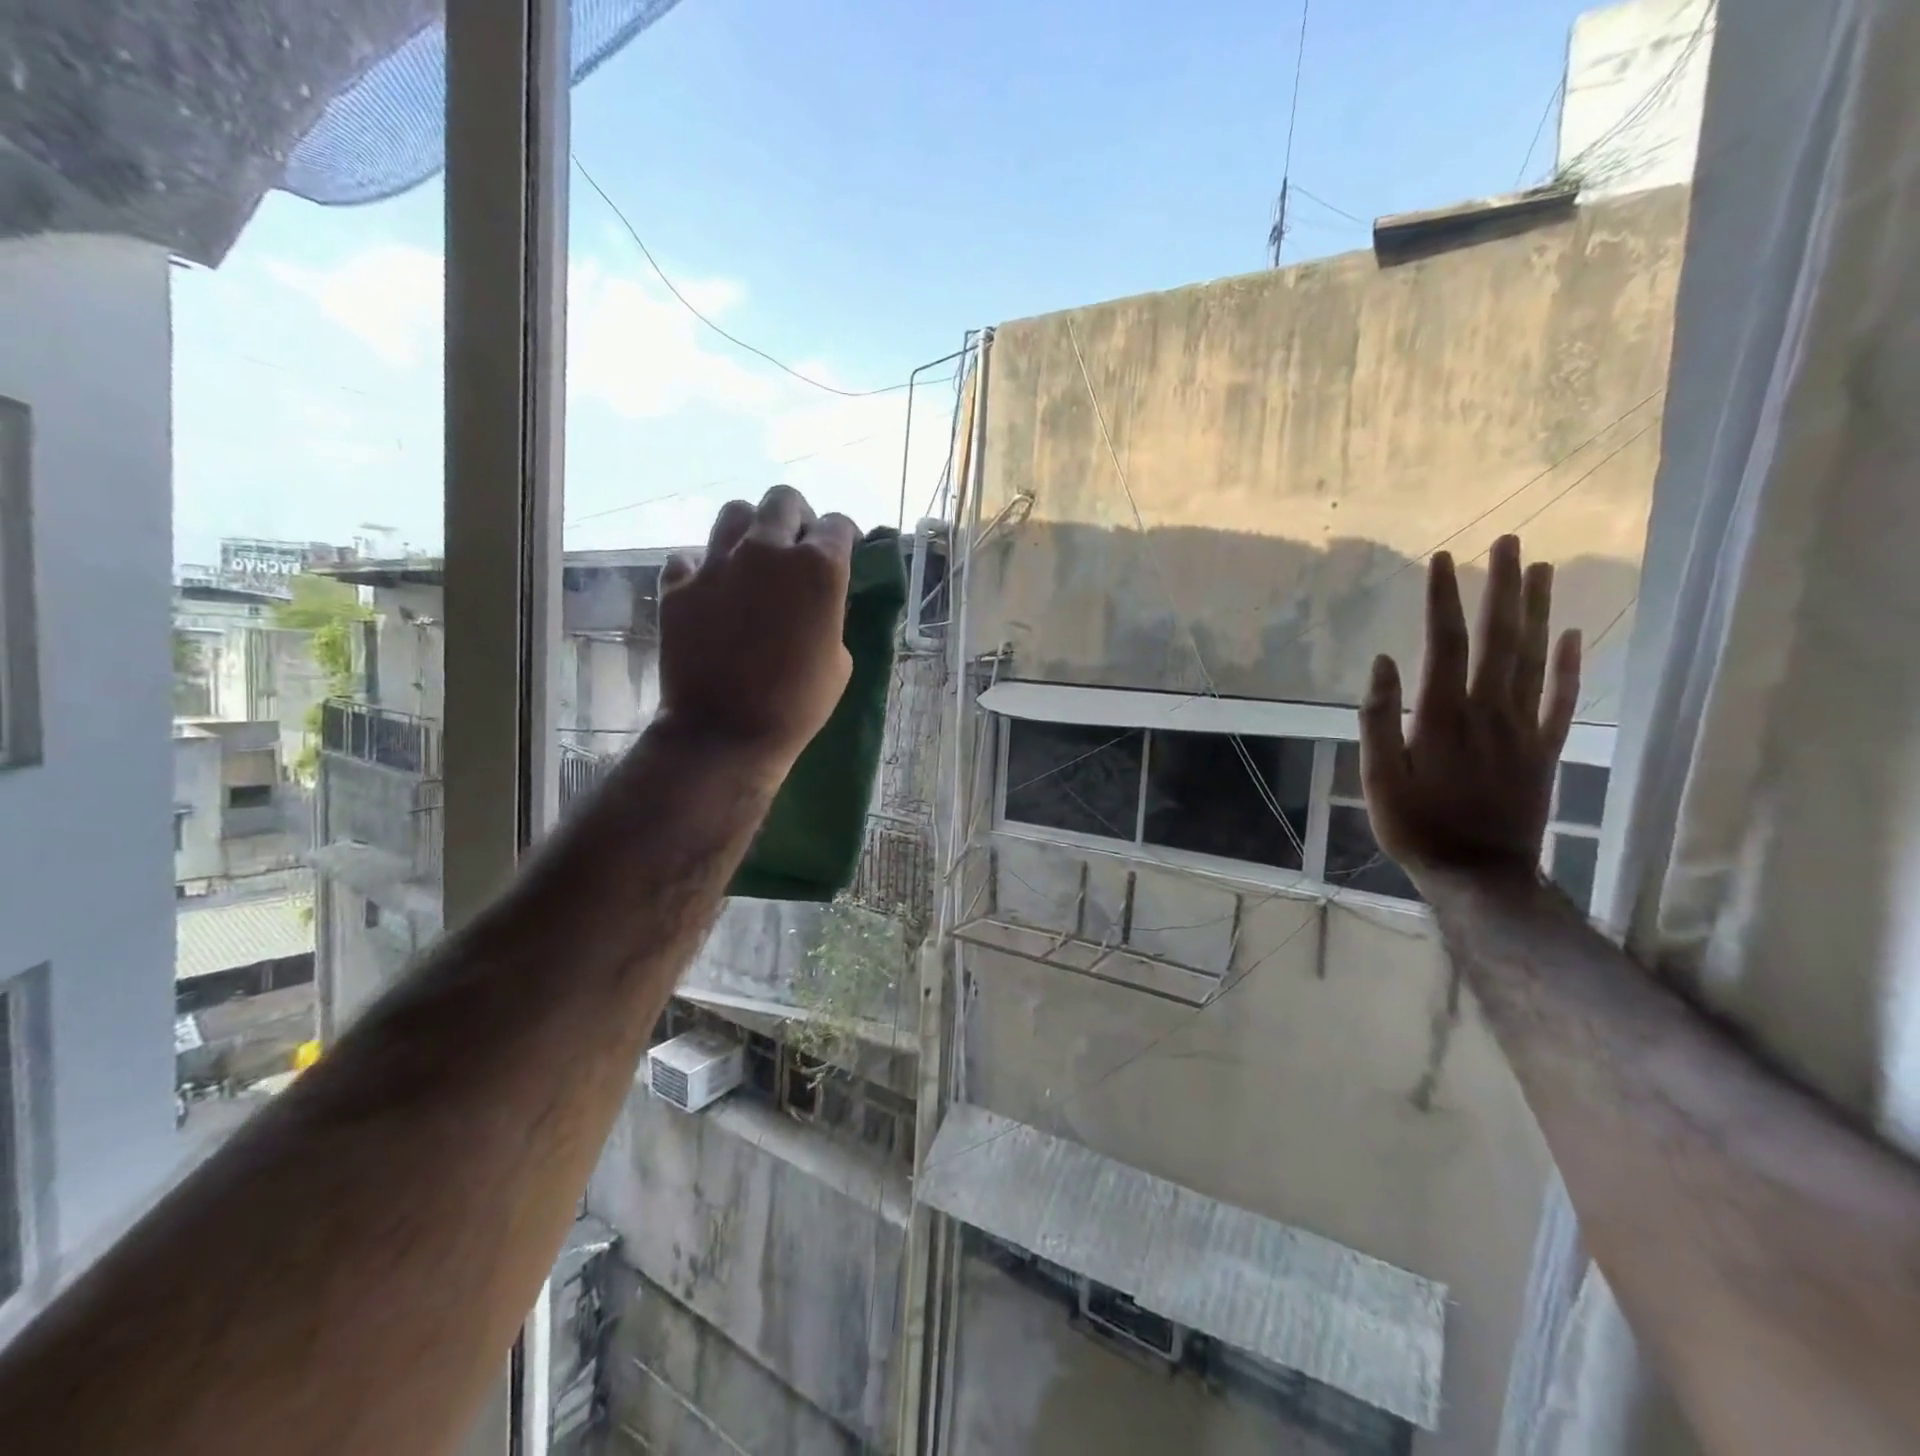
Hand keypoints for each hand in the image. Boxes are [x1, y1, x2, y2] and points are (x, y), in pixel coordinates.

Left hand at [656, 485, 857, 769]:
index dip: (844, 536)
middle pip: (784, 500)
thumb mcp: (839, 659)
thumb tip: (820, 599)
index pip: (838, 525)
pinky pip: (690, 556)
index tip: (844, 551)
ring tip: (753, 558)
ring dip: (750, 529)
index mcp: (818, 568)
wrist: (726, 732)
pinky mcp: (679, 585)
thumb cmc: (798, 704)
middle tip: (797, 547)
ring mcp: (717, 563)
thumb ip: (830, 613)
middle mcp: (767, 551)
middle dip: (797, 518)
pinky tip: (712, 590)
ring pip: (735, 513)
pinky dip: (703, 567)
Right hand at [1359, 535, 1581, 885]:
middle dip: (1501, 588)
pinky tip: (1572, 635)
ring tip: (1541, 568)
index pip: (1445, 644)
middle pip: (1499, 639)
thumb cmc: (1416, 827)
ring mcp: (1524, 729)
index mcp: (1442, 716)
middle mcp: (1490, 712)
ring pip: (1535, 659)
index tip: (1442, 559)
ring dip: (1537, 611)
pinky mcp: (1545, 750)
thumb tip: (1382, 661)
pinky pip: (1563, 700)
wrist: (1479, 875)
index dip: (1443, 600)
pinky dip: (1570, 666)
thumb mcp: (1378, 779)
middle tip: (1508, 542)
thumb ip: (1378, 719)